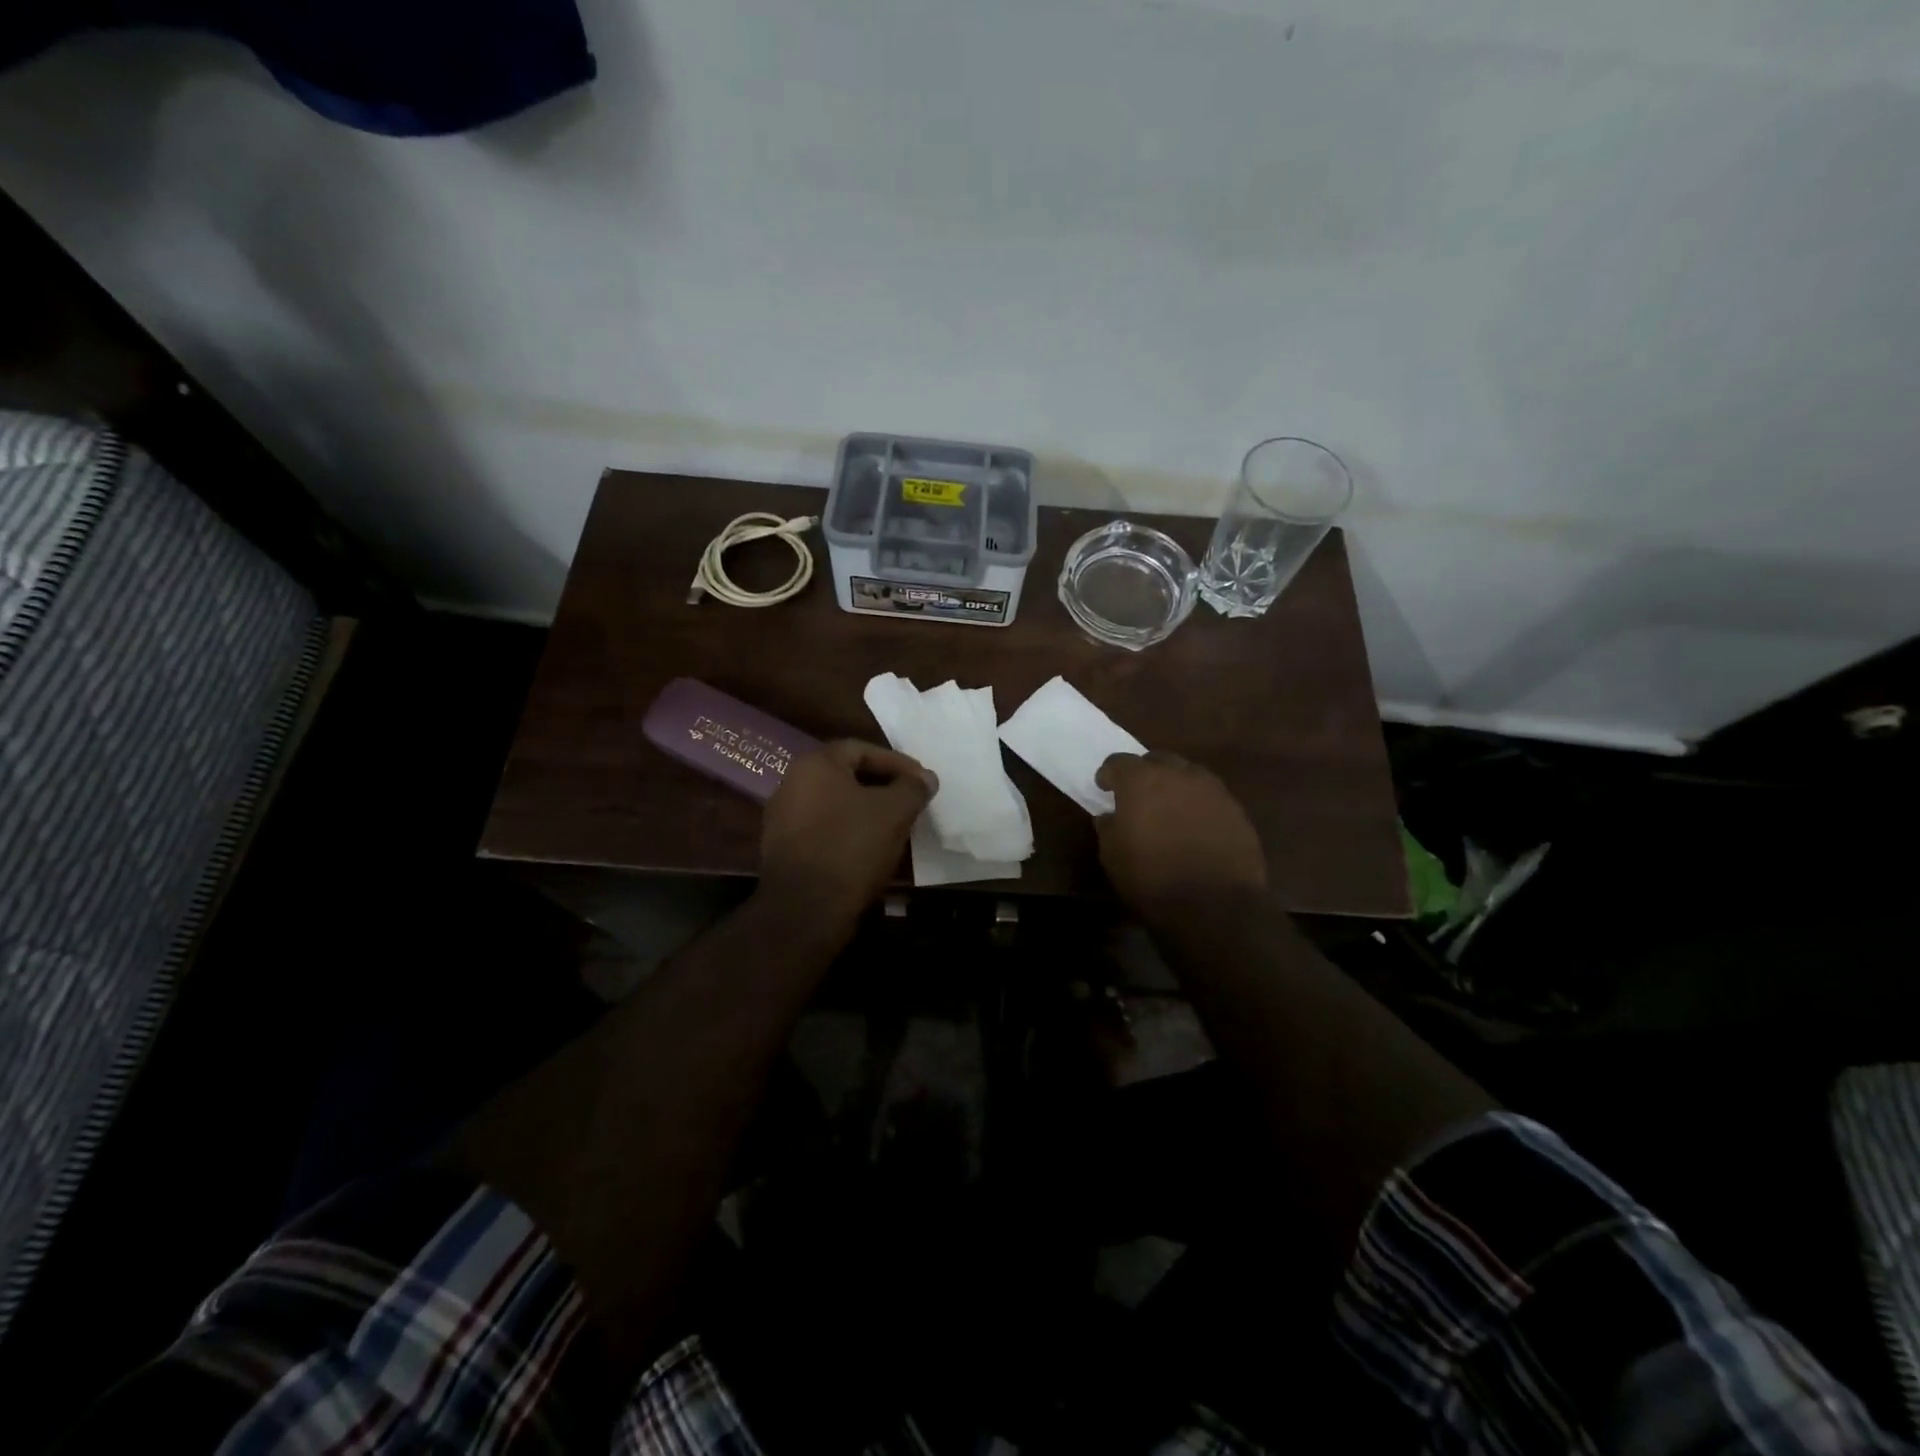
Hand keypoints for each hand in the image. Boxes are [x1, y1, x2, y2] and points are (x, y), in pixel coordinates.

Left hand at [761, 739, 935, 926]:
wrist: (805, 908)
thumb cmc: (852, 846)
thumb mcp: (894, 812)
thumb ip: (913, 788)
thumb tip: (925, 778)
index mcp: (815, 765)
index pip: (861, 749)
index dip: (896, 762)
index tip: (920, 780)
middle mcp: (792, 784)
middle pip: (846, 775)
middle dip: (881, 785)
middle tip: (909, 800)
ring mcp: (782, 818)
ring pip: (834, 804)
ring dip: (865, 810)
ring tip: (894, 825)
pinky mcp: (783, 850)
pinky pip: (823, 829)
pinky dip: (848, 832)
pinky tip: (869, 849)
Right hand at [1095, 752, 1266, 917]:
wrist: (1214, 907)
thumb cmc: (1152, 879)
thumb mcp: (1112, 856)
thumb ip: (1108, 827)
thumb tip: (1111, 816)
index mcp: (1141, 780)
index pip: (1118, 762)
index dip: (1109, 774)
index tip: (1105, 789)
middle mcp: (1178, 774)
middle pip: (1157, 760)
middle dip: (1145, 773)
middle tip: (1138, 796)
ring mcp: (1212, 789)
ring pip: (1187, 775)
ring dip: (1174, 786)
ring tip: (1169, 810)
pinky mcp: (1236, 809)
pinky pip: (1210, 796)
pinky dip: (1198, 805)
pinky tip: (1195, 827)